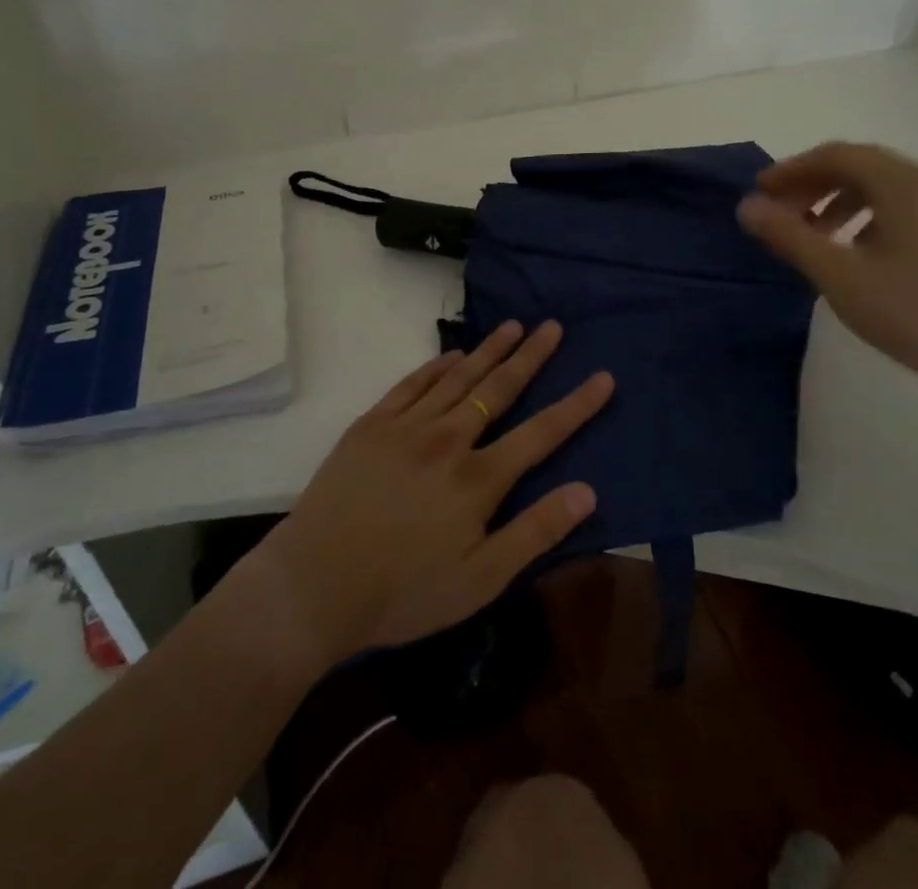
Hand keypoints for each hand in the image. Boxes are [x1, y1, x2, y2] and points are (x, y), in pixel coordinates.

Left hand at [250, 320, 612, 668]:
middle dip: (531, 356)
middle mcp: (448, 440)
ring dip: (488, 350)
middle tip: (553, 326)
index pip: (541, 433)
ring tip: (513, 325)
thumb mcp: (480, 580)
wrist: (313, 585)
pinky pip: (411, 384)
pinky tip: (452, 354)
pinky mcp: (371, 425)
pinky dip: (435, 365)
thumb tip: (587, 491)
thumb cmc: (403, 593)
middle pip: (498, 389)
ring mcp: (406, 427)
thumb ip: (535, 532)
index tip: (603, 376)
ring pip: (457, 377)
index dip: (577, 405)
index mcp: (478, 479)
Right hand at [736, 143, 917, 401]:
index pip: (838, 155)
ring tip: (813, 233)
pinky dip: (868, 214)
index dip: (793, 169)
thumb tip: (747, 207)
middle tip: (781, 211)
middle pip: (862, 166)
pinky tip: (854, 248)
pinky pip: (904, 205)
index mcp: (905, 185)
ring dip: (839, 199)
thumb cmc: (911, 313)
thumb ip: (789, 236)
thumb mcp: (838, 275)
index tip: (760, 192)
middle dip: (814, 183)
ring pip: (884, 186)